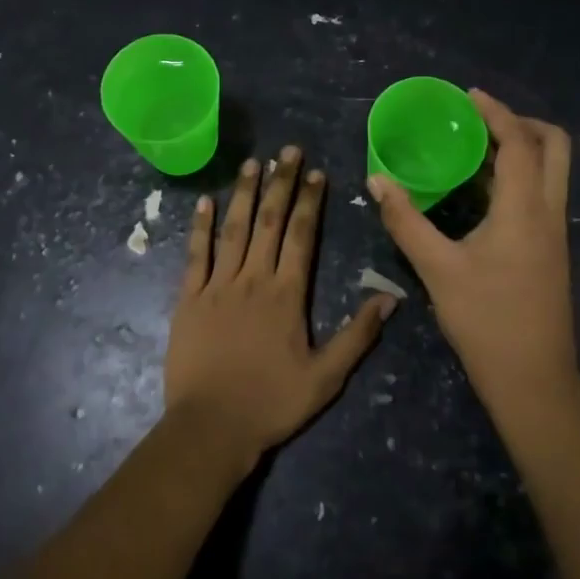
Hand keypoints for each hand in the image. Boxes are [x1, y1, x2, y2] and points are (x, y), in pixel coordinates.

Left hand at [164, 147, 394, 468]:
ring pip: (234, 229)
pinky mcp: (189, 298)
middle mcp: (254, 278)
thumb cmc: (271, 403)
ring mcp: (218, 285)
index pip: (302, 235)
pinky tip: (206, 201)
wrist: (211, 428)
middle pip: (271, 221)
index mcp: (287, 294)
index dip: (310, 201)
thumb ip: (358, 335)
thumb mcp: (326, 378)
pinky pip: (195, 255)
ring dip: (245, 193)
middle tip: (288, 150)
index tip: (316, 172)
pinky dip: (200, 226)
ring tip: (252, 162)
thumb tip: (390, 298)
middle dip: (281, 182)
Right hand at [368, 90, 577, 410]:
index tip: (469, 96)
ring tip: (475, 148)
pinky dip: (519, 175)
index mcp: (525, 210)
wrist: (534, 382)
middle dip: (521, 122)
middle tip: (481, 121)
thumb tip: (377, 180)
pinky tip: (481, 191)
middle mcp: (549, 212)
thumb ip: (406, 221)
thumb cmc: (486, 322)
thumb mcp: (438, 270)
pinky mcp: (552, 249)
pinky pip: (542, 192)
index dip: (497, 113)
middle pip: (555, 146)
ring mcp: (556, 232)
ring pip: (552, 170)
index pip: (520, 143)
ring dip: (521, 148)